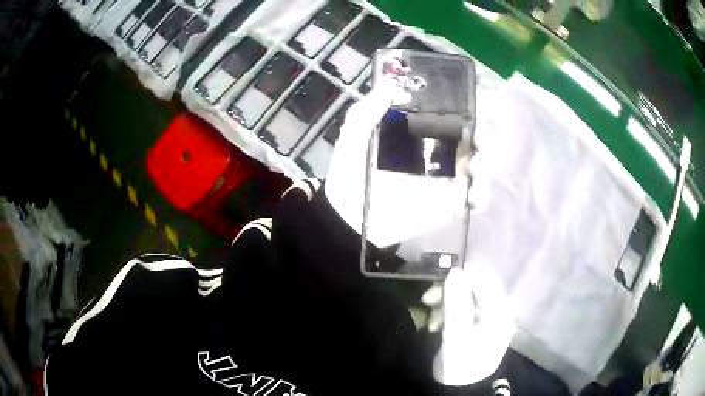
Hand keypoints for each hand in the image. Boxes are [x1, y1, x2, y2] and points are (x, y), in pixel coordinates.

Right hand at [423, 265, 513, 386]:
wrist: (459, 390)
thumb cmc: (460, 364)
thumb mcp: (456, 335)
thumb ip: (457, 302)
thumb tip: (455, 271)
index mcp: (499, 311)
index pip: (484, 278)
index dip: (461, 275)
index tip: (437, 284)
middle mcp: (497, 310)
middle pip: (475, 285)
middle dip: (450, 289)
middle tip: (428, 299)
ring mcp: (488, 318)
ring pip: (467, 295)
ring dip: (446, 301)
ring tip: (431, 317)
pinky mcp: (477, 325)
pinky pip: (463, 307)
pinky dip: (448, 311)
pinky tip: (436, 323)